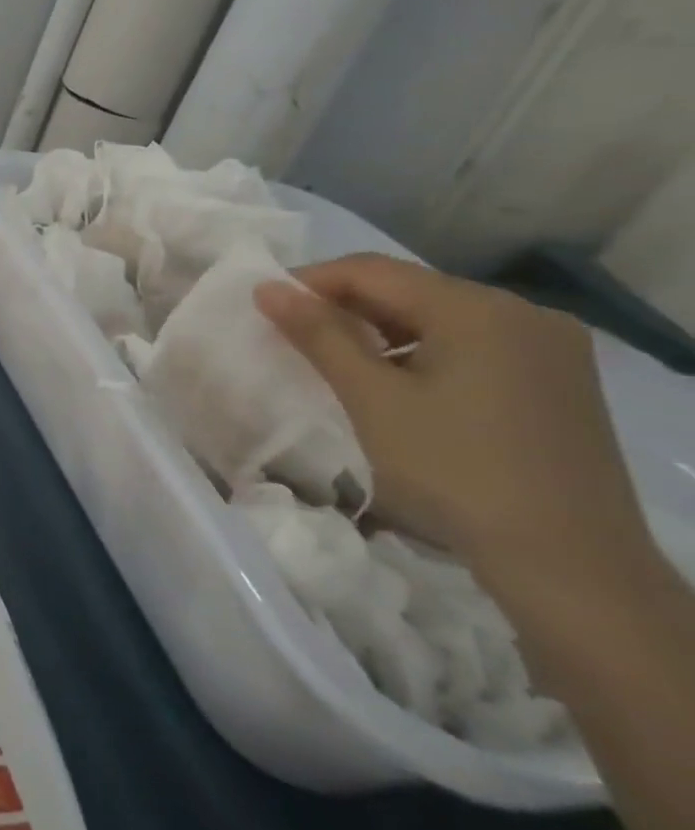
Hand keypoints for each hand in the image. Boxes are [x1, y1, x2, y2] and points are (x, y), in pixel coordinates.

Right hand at [254, 253, 650, 594]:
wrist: (565, 559)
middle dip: (343, 307)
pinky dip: (419, 353)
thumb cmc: (451, 468)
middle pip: (409, 290)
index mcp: (477, 308)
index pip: (372, 270)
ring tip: (335, 364)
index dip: (309, 282)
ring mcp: (549, 348)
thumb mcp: (370, 398)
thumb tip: (268, 288)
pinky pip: (470, 345)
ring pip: (438, 318)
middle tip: (291, 337)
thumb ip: (318, 335)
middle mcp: (522, 313)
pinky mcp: (556, 382)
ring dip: (379, 331)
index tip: (263, 309)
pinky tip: (396, 386)